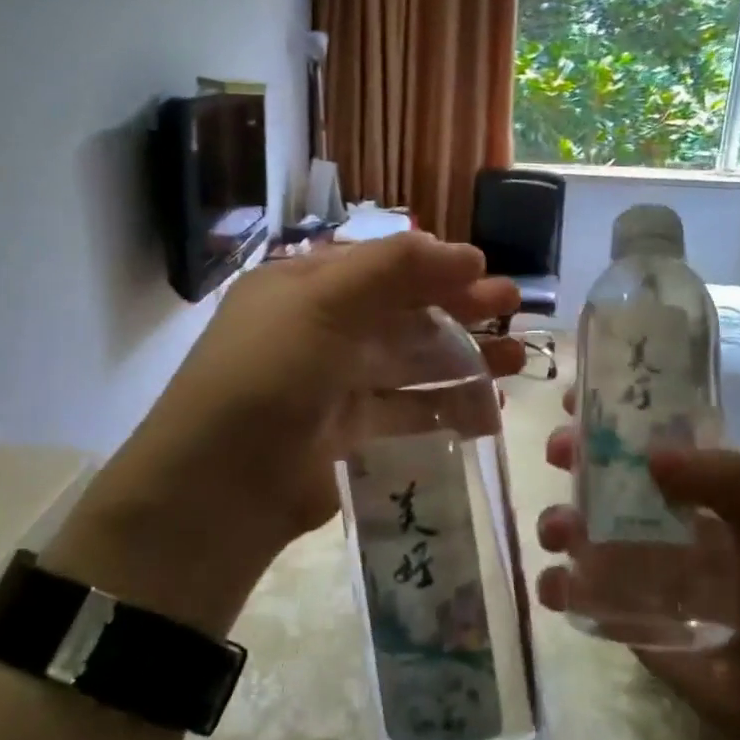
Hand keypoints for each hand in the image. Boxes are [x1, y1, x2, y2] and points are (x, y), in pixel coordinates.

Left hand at [43, 235, 520, 634]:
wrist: (223, 484)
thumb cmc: (270, 373)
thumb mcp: (322, 302)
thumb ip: (395, 269)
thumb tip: (466, 255)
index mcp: (304, 288)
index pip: (379, 266)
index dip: (433, 266)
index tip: (483, 273)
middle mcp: (321, 331)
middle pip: (403, 313)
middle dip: (459, 310)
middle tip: (512, 310)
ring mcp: (337, 385)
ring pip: (412, 364)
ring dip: (464, 360)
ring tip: (516, 363)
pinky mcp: (353, 435)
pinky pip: (409, 413)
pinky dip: (447, 409)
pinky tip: (487, 410)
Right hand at [535, 387, 739, 739]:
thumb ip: (728, 480)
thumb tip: (650, 456)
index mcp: (702, 489)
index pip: (652, 437)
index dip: (614, 414)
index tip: (576, 398)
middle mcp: (663, 519)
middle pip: (605, 475)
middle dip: (574, 459)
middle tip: (558, 455)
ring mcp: (638, 566)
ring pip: (581, 528)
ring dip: (558, 521)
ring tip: (559, 535)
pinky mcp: (621, 612)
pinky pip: (576, 589)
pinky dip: (558, 584)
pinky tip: (560, 589)